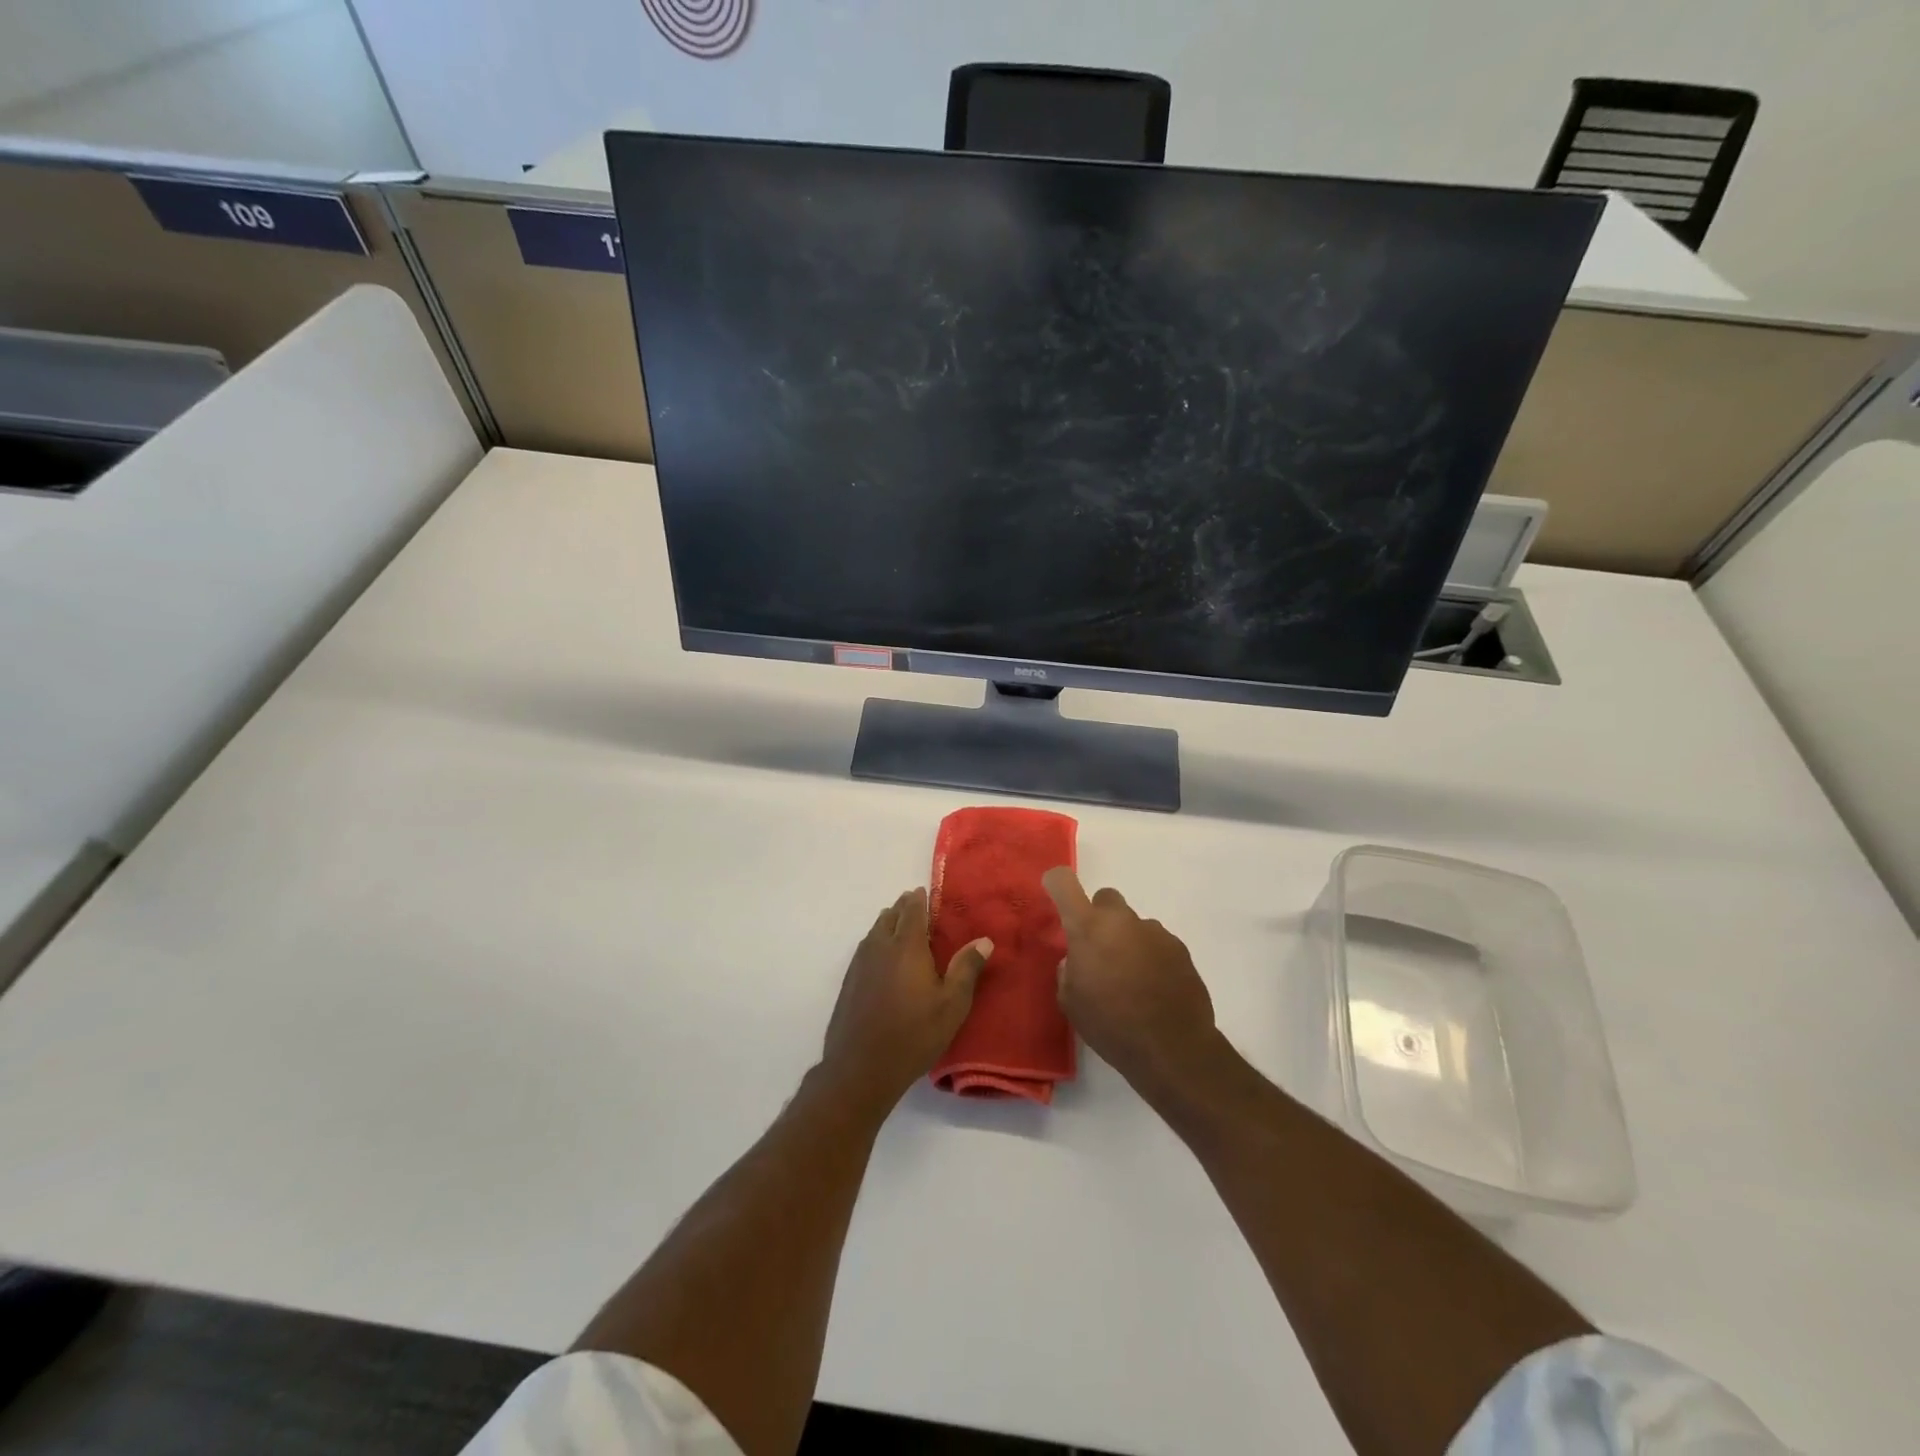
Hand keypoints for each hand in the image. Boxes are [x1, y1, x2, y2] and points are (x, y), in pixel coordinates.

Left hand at [818, 888, 992, 1117]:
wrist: (861, 1068)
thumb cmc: (913, 1035)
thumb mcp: (951, 1005)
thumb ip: (966, 969)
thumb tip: (984, 940)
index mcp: (906, 946)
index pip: (912, 910)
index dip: (919, 899)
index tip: (926, 892)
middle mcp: (880, 947)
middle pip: (890, 916)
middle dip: (903, 908)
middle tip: (916, 906)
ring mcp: (860, 964)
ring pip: (874, 931)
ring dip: (888, 923)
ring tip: (900, 927)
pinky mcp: (849, 982)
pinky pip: (865, 949)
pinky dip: (876, 942)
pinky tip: (882, 957)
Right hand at [1043, 867, 1219, 1102]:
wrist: (1172, 1048)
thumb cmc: (1110, 1025)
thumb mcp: (1071, 1002)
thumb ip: (1069, 970)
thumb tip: (1077, 960)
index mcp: (1089, 928)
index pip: (1064, 883)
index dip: (1056, 883)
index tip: (1054, 892)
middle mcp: (1122, 920)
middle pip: (1106, 899)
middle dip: (1099, 918)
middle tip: (1099, 951)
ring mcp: (1155, 932)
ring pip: (1134, 924)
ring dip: (1128, 941)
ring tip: (1131, 980)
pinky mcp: (1180, 949)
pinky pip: (1157, 944)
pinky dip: (1151, 958)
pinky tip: (1154, 990)